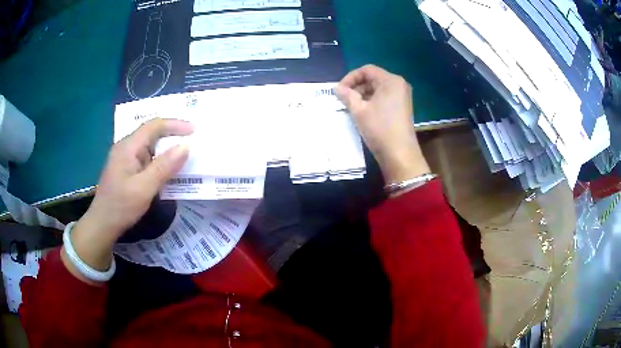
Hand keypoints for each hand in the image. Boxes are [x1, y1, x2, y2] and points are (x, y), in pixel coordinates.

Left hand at [62, 119, 192, 278]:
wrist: (103, 224)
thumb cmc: (122, 206)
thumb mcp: (145, 188)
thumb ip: (165, 166)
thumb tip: (185, 146)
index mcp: (128, 147)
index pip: (154, 126)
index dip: (175, 124)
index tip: (194, 130)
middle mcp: (125, 147)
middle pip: (151, 133)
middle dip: (172, 134)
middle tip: (191, 141)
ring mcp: (124, 158)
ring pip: (149, 146)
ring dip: (165, 148)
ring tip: (183, 154)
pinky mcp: (126, 168)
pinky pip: (145, 158)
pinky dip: (159, 160)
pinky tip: (166, 169)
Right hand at [335, 65, 429, 184]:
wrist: (399, 154)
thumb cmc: (379, 128)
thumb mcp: (359, 110)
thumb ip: (347, 95)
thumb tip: (337, 88)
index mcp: (391, 81)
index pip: (367, 70)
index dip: (350, 77)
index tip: (339, 90)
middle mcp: (399, 85)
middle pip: (373, 79)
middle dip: (356, 87)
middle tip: (343, 99)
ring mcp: (402, 97)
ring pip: (377, 89)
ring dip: (362, 95)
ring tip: (350, 106)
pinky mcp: (401, 107)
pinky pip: (383, 98)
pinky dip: (371, 102)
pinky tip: (362, 112)